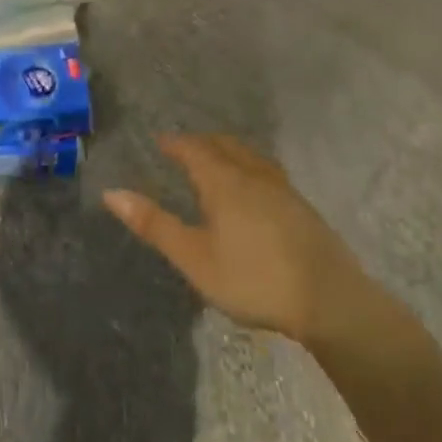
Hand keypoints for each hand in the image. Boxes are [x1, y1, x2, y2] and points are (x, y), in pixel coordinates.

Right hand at [103, 134, 379, 347]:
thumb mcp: (195, 258)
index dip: (175, 143)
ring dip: (227, 151)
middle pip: (223, 145)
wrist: (331, 300)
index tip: (160, 141)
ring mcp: (282, 189)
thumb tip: (111, 193)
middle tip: (184, 148)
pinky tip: (254, 188)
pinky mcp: (302, 207)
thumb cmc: (254, 278)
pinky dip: (249, 167)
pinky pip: (266, 171)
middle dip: (201, 143)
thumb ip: (155, 225)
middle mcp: (252, 175)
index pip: (193, 149)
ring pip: (249, 156)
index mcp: (223, 181)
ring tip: (217, 160)